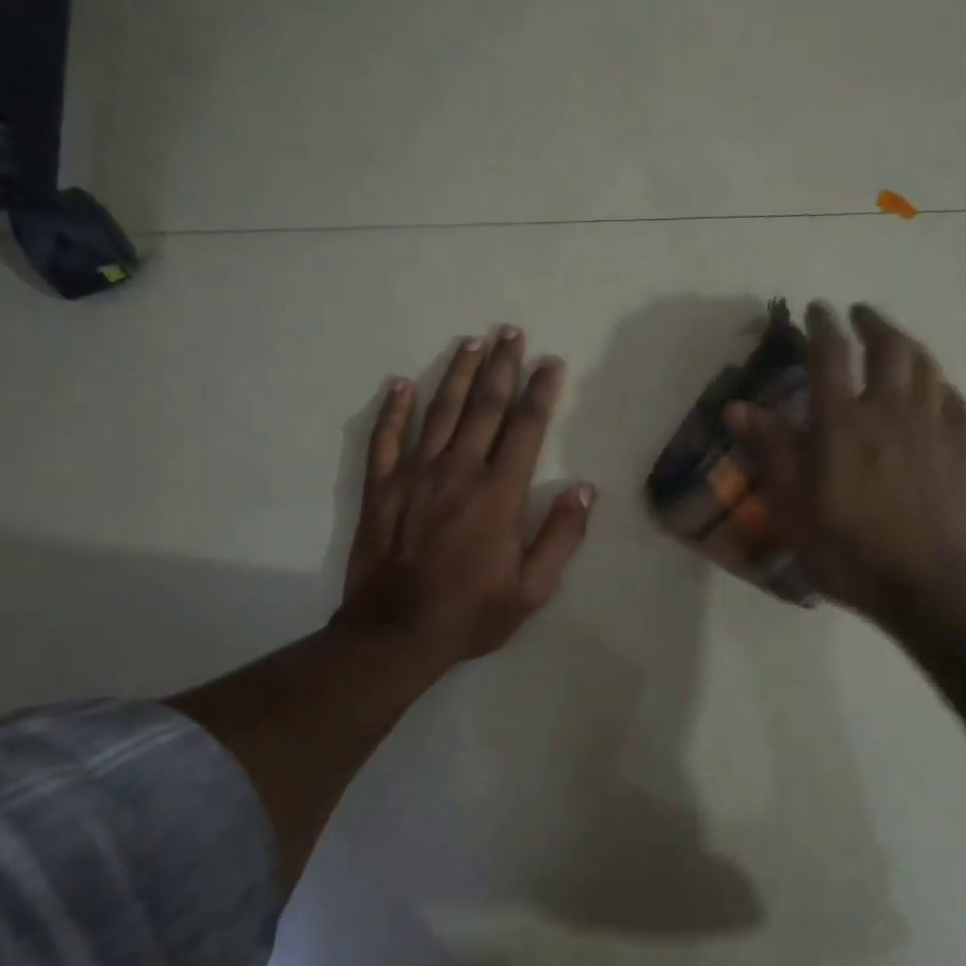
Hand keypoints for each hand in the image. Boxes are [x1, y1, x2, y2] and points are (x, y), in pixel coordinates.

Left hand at [339, 326, 593, 680]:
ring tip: (471, 343)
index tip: (551, 362)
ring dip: (456, 374)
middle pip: (484, 407)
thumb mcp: (532, 589)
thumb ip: (561, 536)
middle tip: (510, 331)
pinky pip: (385, 439)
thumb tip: (585, 489)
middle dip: (501, 366)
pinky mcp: (380, 488)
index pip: (526, 428)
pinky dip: (392, 410)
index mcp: (499, 493)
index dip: (541, 392)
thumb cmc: (471, 613)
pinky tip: (400, 385)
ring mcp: (414, 475)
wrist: (396, 633)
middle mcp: (458, 471)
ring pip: (439, 412)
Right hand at [725, 302, 965, 626]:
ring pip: (924, 364)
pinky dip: (938, 382)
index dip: (822, 324)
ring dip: (906, 342)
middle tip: (859, 314)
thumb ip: (768, 451)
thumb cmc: (848, 551)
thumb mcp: (790, 507)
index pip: (830, 354)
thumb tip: (737, 405)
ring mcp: (932, 425)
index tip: (817, 309)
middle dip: (870, 322)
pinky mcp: (963, 447)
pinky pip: (953, 398)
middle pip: (887, 346)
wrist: (928, 586)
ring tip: (894, 339)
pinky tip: (933, 388)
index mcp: (841, 422)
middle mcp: (889, 409)